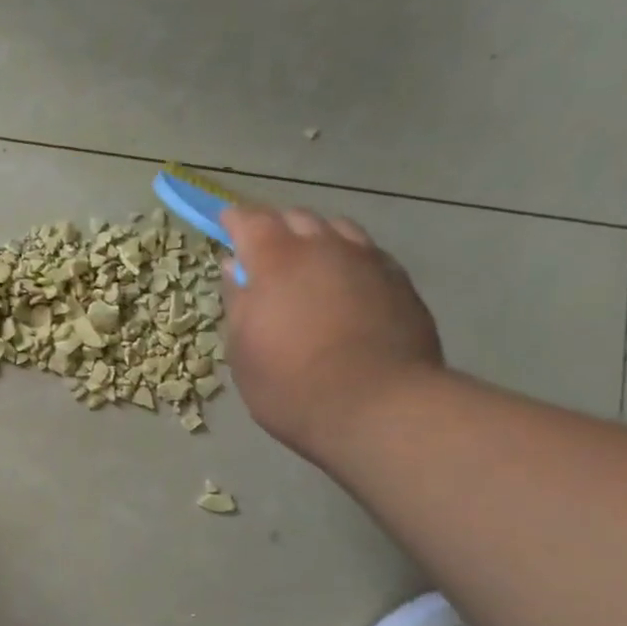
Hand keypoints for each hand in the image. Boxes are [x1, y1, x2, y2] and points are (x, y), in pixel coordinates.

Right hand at [219, 204, 443, 458]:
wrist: (378, 407)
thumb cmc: (290, 383)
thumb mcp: (242, 348)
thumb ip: (238, 301)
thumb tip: (235, 269)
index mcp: (276, 260)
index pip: (250, 220)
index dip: (235, 220)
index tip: (225, 225)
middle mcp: (324, 248)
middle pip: (297, 217)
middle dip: (276, 227)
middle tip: (263, 251)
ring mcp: (368, 261)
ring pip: (338, 230)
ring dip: (317, 238)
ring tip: (308, 264)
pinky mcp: (401, 282)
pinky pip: (368, 254)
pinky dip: (348, 259)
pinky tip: (345, 285)